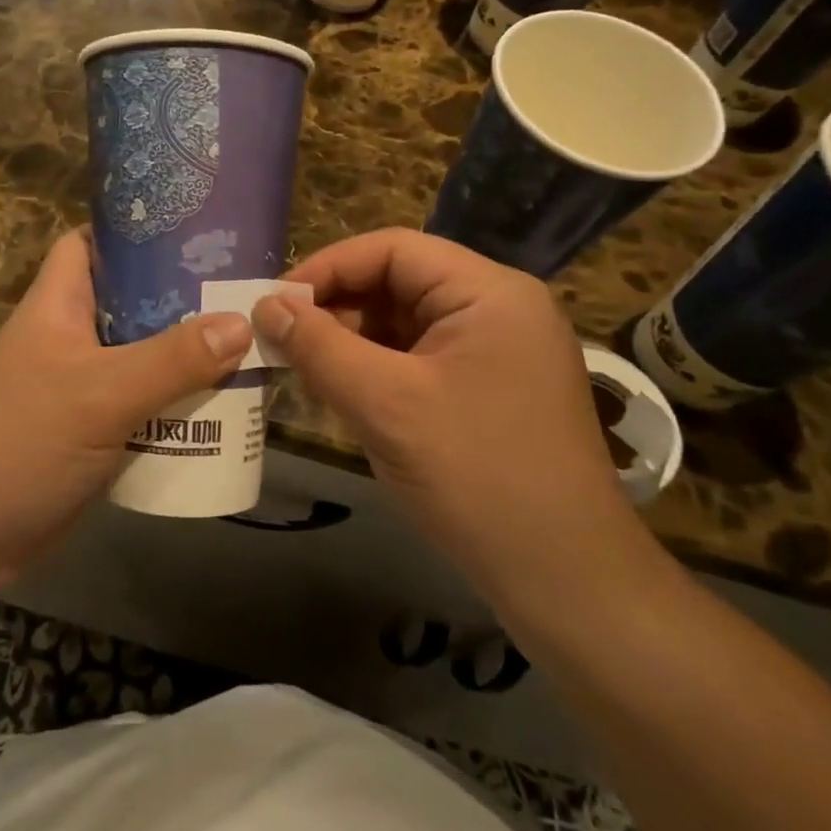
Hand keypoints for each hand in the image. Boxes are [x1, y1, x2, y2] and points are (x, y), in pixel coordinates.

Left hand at [0, 229, 253, 582]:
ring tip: (251, 345)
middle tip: (244, 293)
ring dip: (188, 357)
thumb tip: (242, 323)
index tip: (193, 230)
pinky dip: (177, 404)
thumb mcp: (100, 394)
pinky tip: (224, 407)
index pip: (90, 243)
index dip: (134, 231)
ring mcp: (80, 388)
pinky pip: (143, 405)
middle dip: (183, 298)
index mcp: (58, 305)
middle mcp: (70, 338)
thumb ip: (172, 360)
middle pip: (131, 302)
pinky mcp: (92, 433)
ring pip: (143, 357)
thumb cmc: (19, 443)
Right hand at [250, 228, 657, 615]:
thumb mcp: (385, 404)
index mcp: (489, 292)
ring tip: (305, 369)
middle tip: (282, 339)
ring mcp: (498, 350)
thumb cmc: (476, 476)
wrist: (566, 580)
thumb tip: (264, 305)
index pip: (392, 249)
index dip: (327, 268)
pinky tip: (344, 394)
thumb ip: (318, 346)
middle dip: (337, 307)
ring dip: (352, 341)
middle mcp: (498, 308)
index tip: (274, 303)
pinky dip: (377, 369)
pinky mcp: (490, 387)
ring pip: (405, 323)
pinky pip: (420, 358)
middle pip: (399, 282)